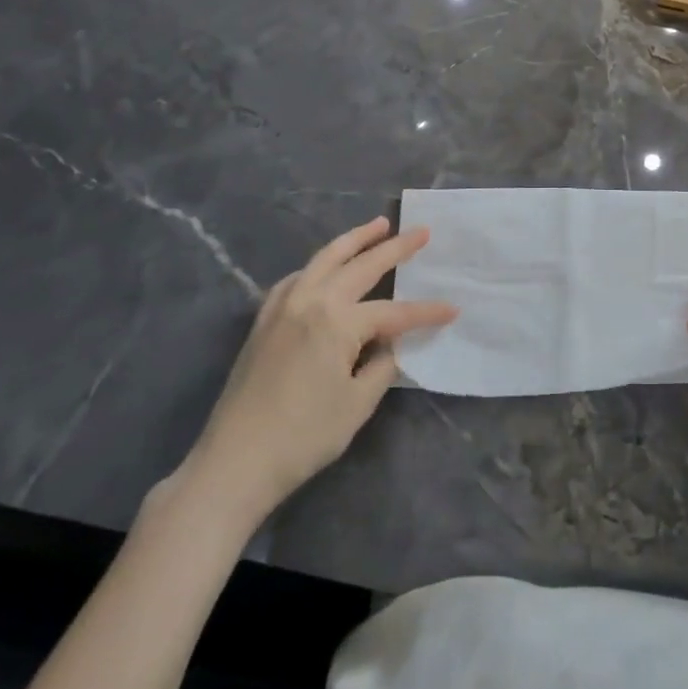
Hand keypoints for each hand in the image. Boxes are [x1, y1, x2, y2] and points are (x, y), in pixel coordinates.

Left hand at [175, 217, 455, 532]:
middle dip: (396, 248)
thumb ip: (382, 365)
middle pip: (361, 266)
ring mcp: (283, 306)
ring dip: (355, 239)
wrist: (234, 463)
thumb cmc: (303, 437)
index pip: (395, 312)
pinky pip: (297, 277)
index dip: (426, 313)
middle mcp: (311, 301)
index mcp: (337, 322)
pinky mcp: (264, 320)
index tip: (453, 310)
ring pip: (325, 259)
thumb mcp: (357, 404)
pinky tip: (327, 267)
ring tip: (379, 225)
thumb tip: (389, 343)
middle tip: (422, 231)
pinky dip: (319, 264)